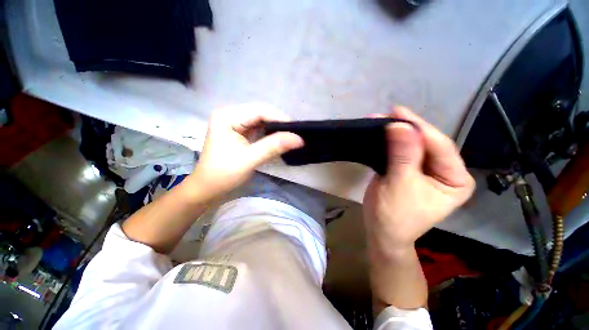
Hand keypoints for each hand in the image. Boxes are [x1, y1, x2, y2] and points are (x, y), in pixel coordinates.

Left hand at [189, 104, 303, 201]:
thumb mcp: (250, 159)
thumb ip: (274, 147)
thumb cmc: (223, 174)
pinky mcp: (239, 133)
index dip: (280, 118)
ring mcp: (235, 124)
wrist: (208, 189)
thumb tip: (299, 139)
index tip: (297, 130)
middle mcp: (231, 115)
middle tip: (295, 134)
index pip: (259, 110)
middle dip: (279, 124)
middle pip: (261, 113)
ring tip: (291, 137)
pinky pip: (259, 129)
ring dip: (276, 129)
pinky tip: (279, 140)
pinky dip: (270, 135)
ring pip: (262, 121)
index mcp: (227, 117)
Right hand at [363, 107, 474, 255]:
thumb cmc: (394, 215)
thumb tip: (399, 125)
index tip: (396, 111)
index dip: (418, 128)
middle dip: (406, 128)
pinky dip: (390, 142)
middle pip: (427, 143)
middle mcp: (445, 171)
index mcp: (455, 179)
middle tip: (387, 114)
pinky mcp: (409, 169)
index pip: (440, 146)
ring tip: (381, 120)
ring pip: (413, 145)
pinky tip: (382, 132)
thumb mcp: (400, 185)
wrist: (381, 231)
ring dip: (396, 133)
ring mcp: (426, 170)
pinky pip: (401, 151)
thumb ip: (402, 155)